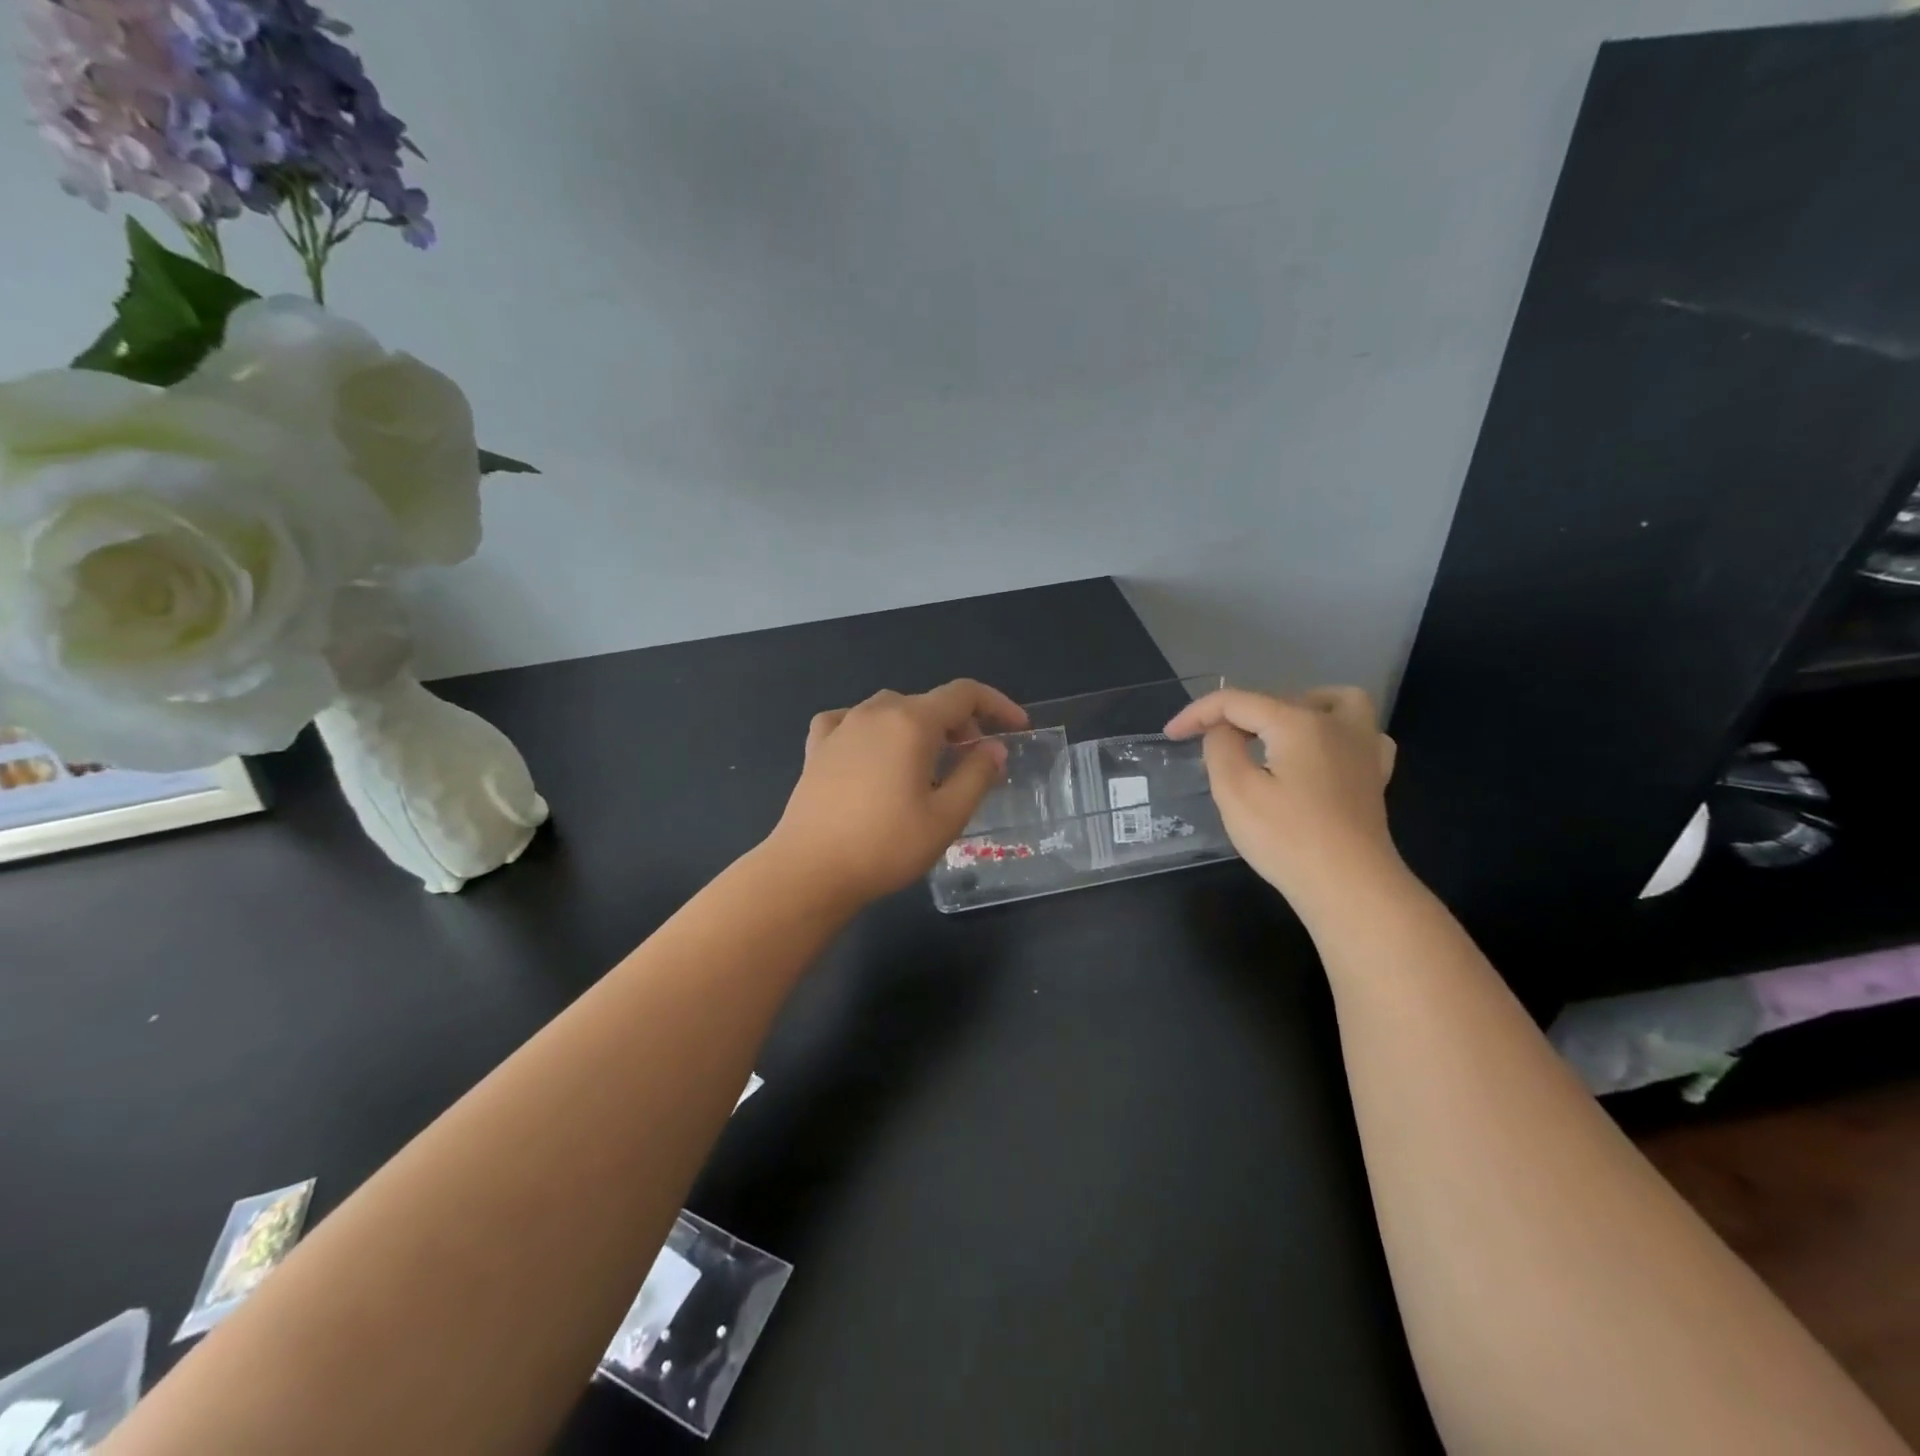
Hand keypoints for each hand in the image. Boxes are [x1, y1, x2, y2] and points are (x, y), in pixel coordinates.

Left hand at [767, 679, 1027, 908]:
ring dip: (919, 726)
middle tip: (974, 760)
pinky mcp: (817, 747)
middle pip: (928, 702)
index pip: (964, 694)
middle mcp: (876, 712)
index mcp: (912, 722)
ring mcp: (841, 726)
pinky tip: (872, 751)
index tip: (1017, 727)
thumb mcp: (946, 816)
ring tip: (928, 761)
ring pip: (891, 709)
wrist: (810, 870)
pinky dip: (873, 729)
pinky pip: (851, 721)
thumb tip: (994, 748)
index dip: (997, 705)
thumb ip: (977, 775)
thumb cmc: (886, 845)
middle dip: (961, 723)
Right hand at [1165, 687, 1400, 910]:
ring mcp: (1363, 748)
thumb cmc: (1288, 839)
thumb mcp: (1235, 791)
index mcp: (1298, 722)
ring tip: (1270, 732)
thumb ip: (1220, 748)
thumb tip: (1222, 731)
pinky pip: (1359, 733)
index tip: (1171, 734)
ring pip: (1331, 702)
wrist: (1350, 887)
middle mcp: (1335, 723)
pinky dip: (1335, 731)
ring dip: (1295, 707)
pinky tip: (1320, 752)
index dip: (1197, 713)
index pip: (1236, 702)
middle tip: (1210, 745)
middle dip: (1237, 716)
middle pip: (1277, 700)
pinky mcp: (1374, 775)